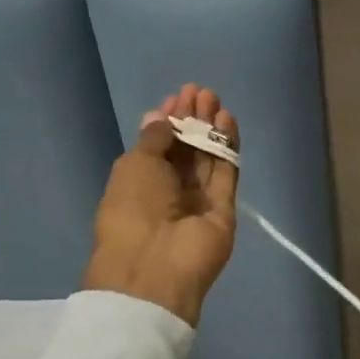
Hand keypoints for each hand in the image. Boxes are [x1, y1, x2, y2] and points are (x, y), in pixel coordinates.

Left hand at [82, 83, 238, 325]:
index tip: (176, 97)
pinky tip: (227, 121)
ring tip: (214, 99)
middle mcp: (170, 190)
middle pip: (186, 150)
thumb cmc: (132, 210)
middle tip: (200, 92)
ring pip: (208, 158)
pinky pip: (226, 172)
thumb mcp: (135, 165)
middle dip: (192, 120)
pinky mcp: (224, 208)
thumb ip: (155, 139)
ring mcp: (199, 200)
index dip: (168, 121)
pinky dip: (227, 147)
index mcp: (140, 183)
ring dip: (210, 128)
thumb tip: (160, 117)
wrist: (156, 265)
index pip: (159, 146)